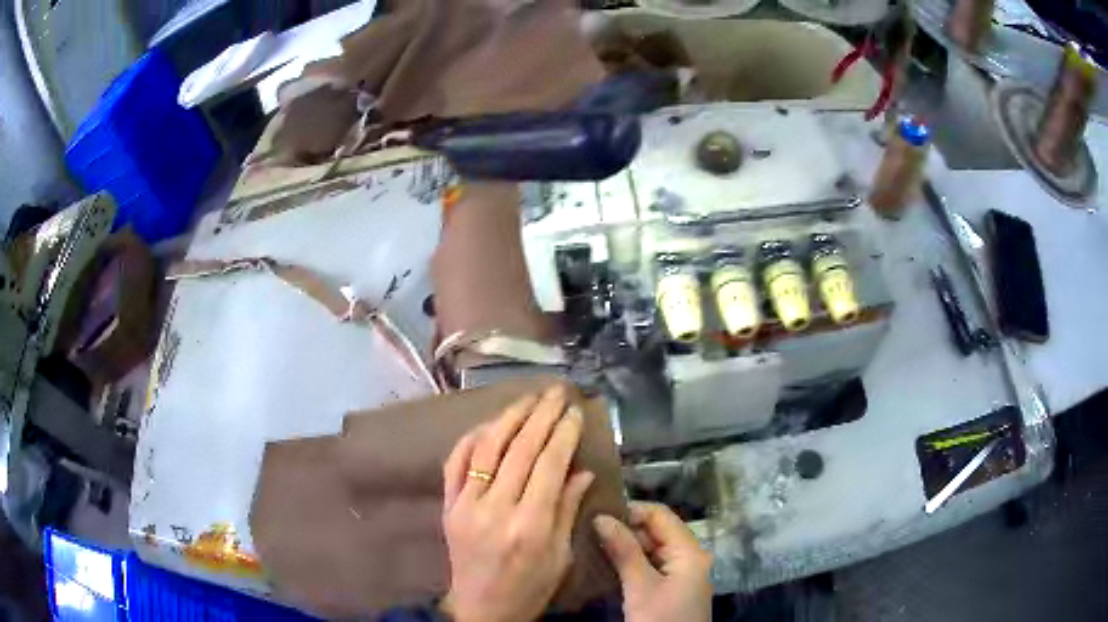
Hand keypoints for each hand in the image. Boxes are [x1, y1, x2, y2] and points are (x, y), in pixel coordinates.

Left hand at [440, 385, 594, 621]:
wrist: (482, 609)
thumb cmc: (531, 588)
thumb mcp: (561, 555)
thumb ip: (568, 509)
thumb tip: (582, 469)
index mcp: (531, 525)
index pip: (549, 465)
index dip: (563, 433)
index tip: (574, 410)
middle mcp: (496, 509)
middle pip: (520, 449)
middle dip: (540, 415)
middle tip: (555, 391)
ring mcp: (465, 505)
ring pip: (486, 448)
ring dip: (507, 418)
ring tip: (526, 397)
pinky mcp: (447, 506)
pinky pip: (455, 463)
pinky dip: (471, 439)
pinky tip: (488, 424)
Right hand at [593, 502, 712, 621]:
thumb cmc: (661, 620)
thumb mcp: (640, 586)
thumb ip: (624, 550)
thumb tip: (601, 517)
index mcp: (689, 551)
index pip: (661, 515)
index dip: (631, 510)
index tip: (597, 514)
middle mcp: (688, 557)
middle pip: (656, 531)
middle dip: (625, 529)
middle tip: (589, 531)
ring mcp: (680, 574)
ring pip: (651, 550)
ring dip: (625, 547)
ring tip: (591, 545)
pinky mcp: (670, 589)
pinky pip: (650, 566)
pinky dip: (630, 563)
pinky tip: (606, 565)